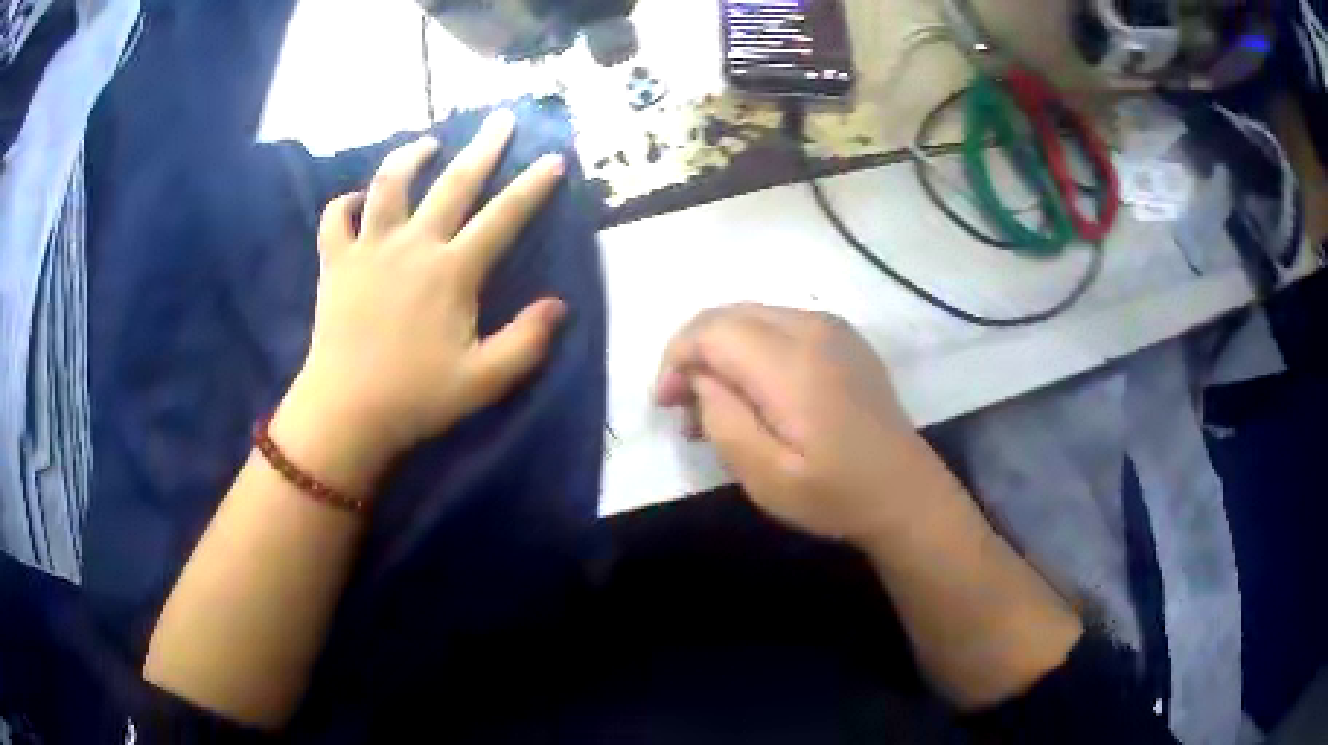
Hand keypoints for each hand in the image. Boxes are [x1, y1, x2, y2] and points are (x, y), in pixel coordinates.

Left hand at [275, 110, 567, 493]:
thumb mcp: (484, 380)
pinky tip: (357, 198)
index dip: (532, 186)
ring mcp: (369, 248)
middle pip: (453, 183)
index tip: (554, 158)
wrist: (345, 412)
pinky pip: (336, 218)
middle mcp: (413, 245)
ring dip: (409, 157)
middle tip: (501, 118)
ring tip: (427, 143)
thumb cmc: (416, 397)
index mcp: (452, 271)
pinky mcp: (336, 262)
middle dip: (483, 147)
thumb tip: (559, 304)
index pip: (503, 217)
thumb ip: (527, 341)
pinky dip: (345, 202)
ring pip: (388, 184)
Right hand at [656, 304, 959, 544]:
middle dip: (694, 354)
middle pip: (728, 315)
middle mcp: (811, 328)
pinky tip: (755, 391)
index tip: (666, 405)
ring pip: (751, 317)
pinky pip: (779, 325)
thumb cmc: (834, 494)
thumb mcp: (765, 475)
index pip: (710, 330)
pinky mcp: (843, 338)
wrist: (905, 493)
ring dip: (722, 352)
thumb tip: (702, 378)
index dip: (676, 359)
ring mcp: (832, 328)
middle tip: (684, 408)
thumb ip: (723, 418)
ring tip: (717, 406)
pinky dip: (751, 349)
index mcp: (791, 362)